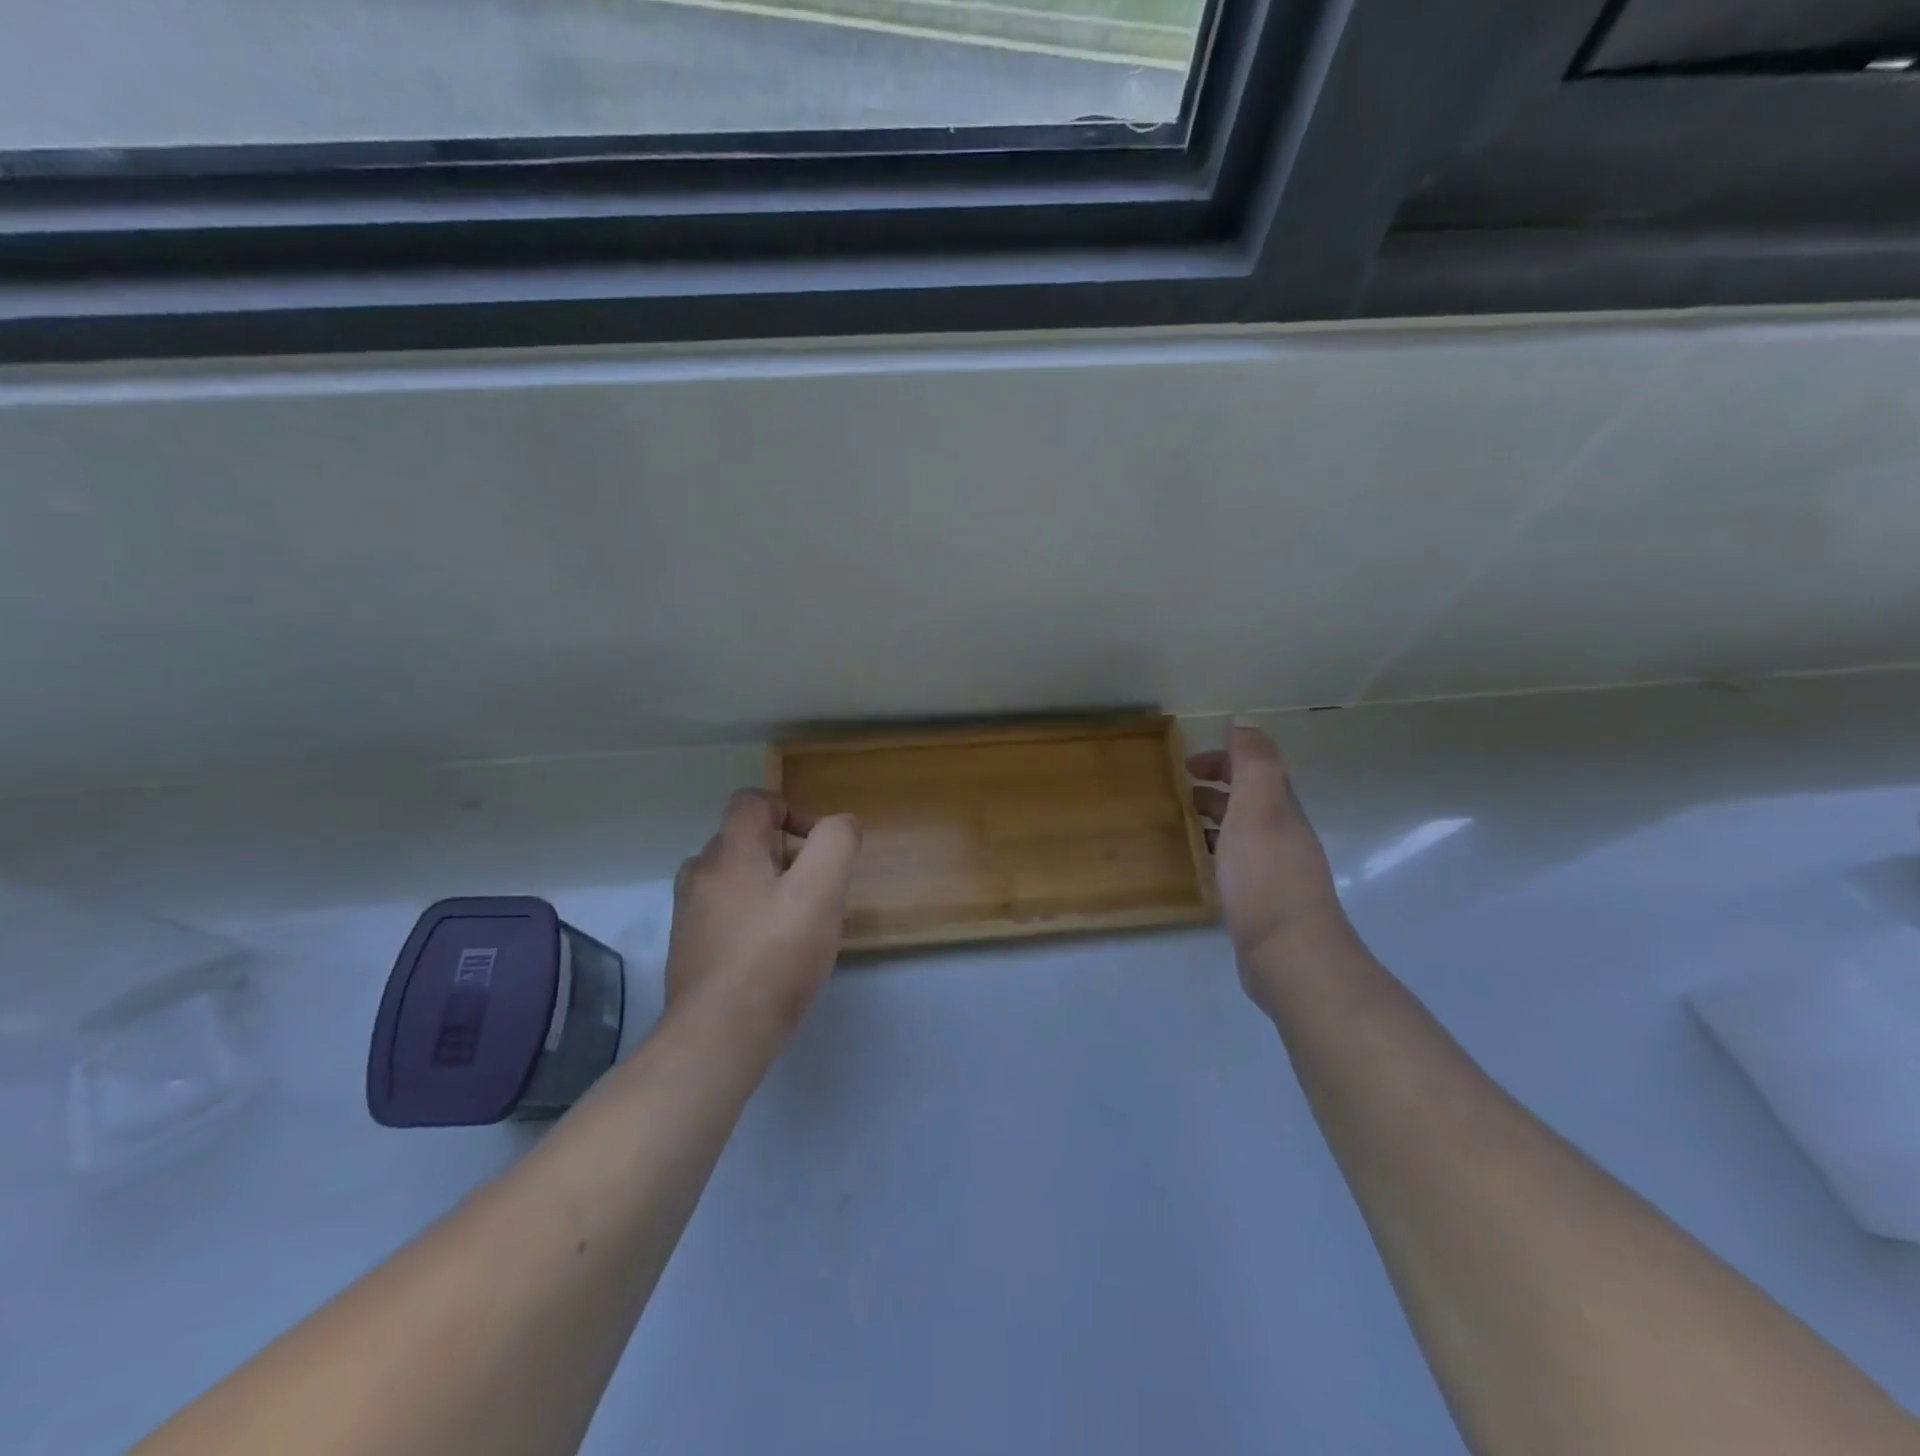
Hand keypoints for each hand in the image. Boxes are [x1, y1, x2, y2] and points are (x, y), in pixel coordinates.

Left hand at [665, 789, 861, 1051]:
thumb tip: (840, 825)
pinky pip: (724, 915)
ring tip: (797, 922)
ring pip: (734, 880)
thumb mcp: (821, 891)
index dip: (790, 810)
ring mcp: (690, 914)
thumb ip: (835, 844)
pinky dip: (750, 918)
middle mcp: (701, 874)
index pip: (753, 802)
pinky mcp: (689, 949)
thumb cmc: (776, 956)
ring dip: (767, 887)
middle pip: (745, 841)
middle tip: (817, 891)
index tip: (817, 845)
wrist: (720, 1035)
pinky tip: (773, 953)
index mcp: (730, 852)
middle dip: (786, 855)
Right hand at [1188, 725, 1357, 1014]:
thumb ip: (1254, 763)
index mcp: (1283, 810)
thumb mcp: (1258, 809)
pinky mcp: (1264, 901)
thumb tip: (1245, 720)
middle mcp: (1284, 835)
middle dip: (1220, 785)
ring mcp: (1277, 870)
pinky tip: (1203, 862)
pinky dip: (1219, 848)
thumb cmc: (1266, 877)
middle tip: (1182, 788)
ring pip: (1245, 829)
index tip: (1189, 765)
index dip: (1227, 758)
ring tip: (1185, 820)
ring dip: (1217, 816)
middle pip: (1252, 798)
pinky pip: (1239, 861)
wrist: (1290, 954)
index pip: (1258, 769)